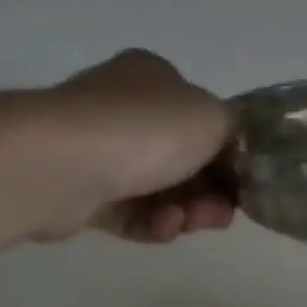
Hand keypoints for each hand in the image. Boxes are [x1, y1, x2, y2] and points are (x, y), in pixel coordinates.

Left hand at [26, 49, 235, 242]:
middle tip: (223, 214)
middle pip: (185, 159)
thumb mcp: (213, 117)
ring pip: (160, 190)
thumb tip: (231, 150)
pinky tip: (163, 228)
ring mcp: (99, 151)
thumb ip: (234, 132)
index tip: (244, 184)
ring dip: (186, 211)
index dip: (229, 154)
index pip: (202, 117)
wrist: (61, 164)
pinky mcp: (82, 193)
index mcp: (153, 78)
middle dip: (210, 192)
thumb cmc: (145, 129)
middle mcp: (123, 109)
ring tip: (190, 223)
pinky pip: (131, 213)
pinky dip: (153, 223)